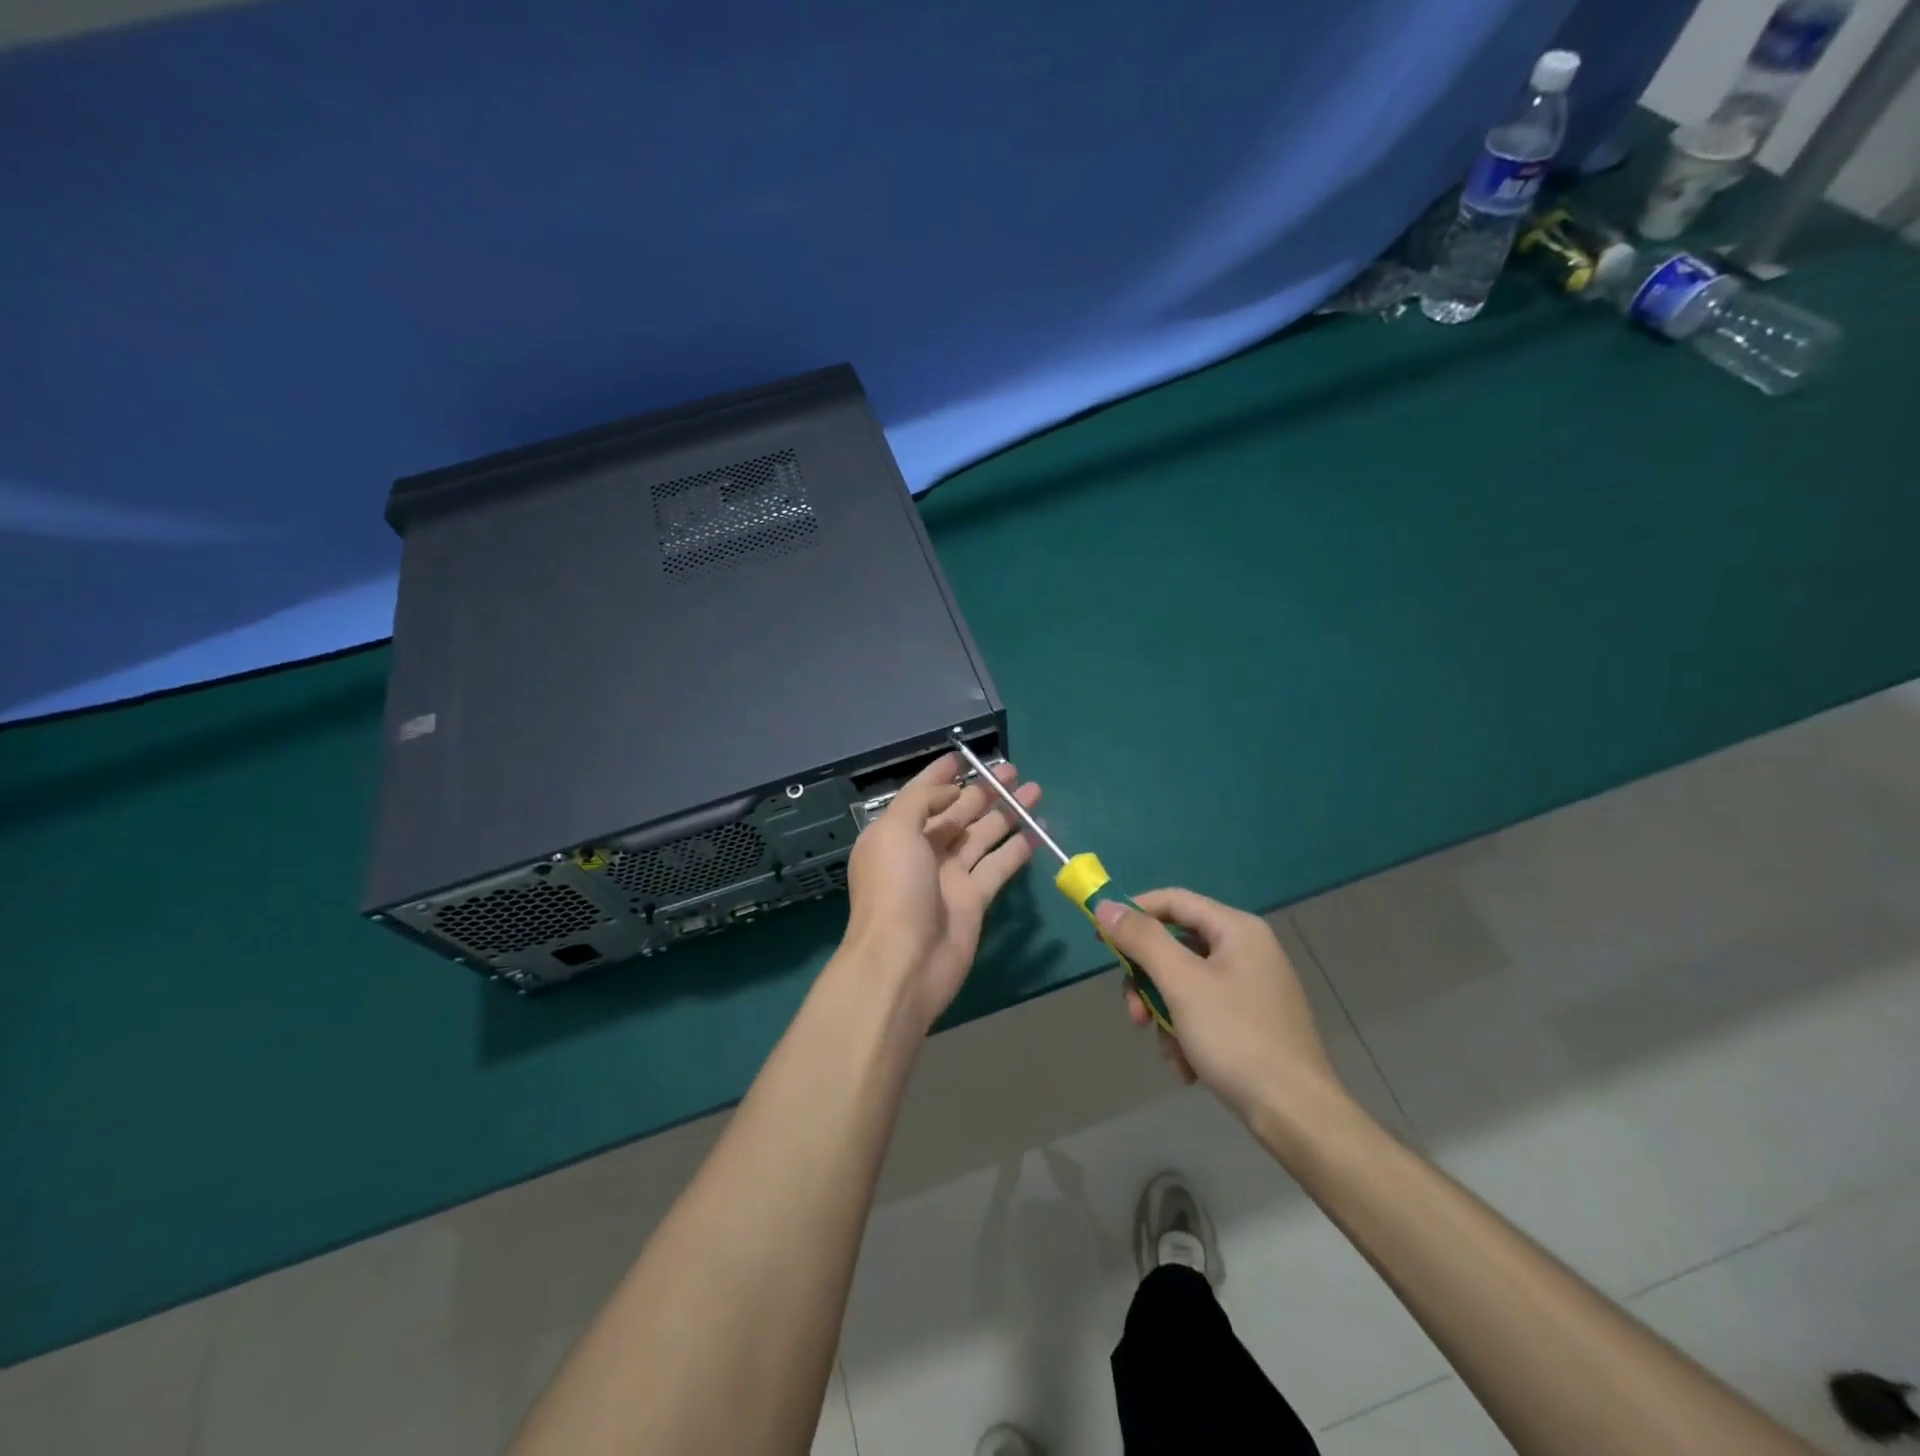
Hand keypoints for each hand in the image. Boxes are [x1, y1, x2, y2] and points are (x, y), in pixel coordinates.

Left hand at [842, 753, 1039, 1031]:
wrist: (903, 962)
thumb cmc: (893, 890)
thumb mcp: (894, 832)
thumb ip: (921, 801)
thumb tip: (952, 790)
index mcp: (896, 834)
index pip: (921, 795)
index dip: (941, 775)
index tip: (964, 756)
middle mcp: (923, 851)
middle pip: (957, 813)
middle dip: (983, 790)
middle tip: (1012, 770)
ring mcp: (950, 876)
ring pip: (982, 835)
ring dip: (1006, 813)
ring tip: (1033, 789)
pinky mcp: (974, 899)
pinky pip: (999, 865)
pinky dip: (1017, 848)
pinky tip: (1037, 828)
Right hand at [1095, 889, 1345, 1132]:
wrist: (1298, 1115)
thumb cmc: (1236, 1038)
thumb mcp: (1181, 983)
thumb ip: (1142, 939)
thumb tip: (1105, 906)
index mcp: (1237, 929)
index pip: (1172, 900)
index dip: (1132, 912)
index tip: (1098, 937)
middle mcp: (1247, 950)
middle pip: (1175, 945)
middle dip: (1147, 980)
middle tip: (1133, 1013)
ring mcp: (1252, 987)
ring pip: (1185, 983)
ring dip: (1165, 1014)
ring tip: (1168, 1050)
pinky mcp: (1253, 1021)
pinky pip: (1204, 1010)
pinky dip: (1187, 1033)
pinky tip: (1187, 1066)